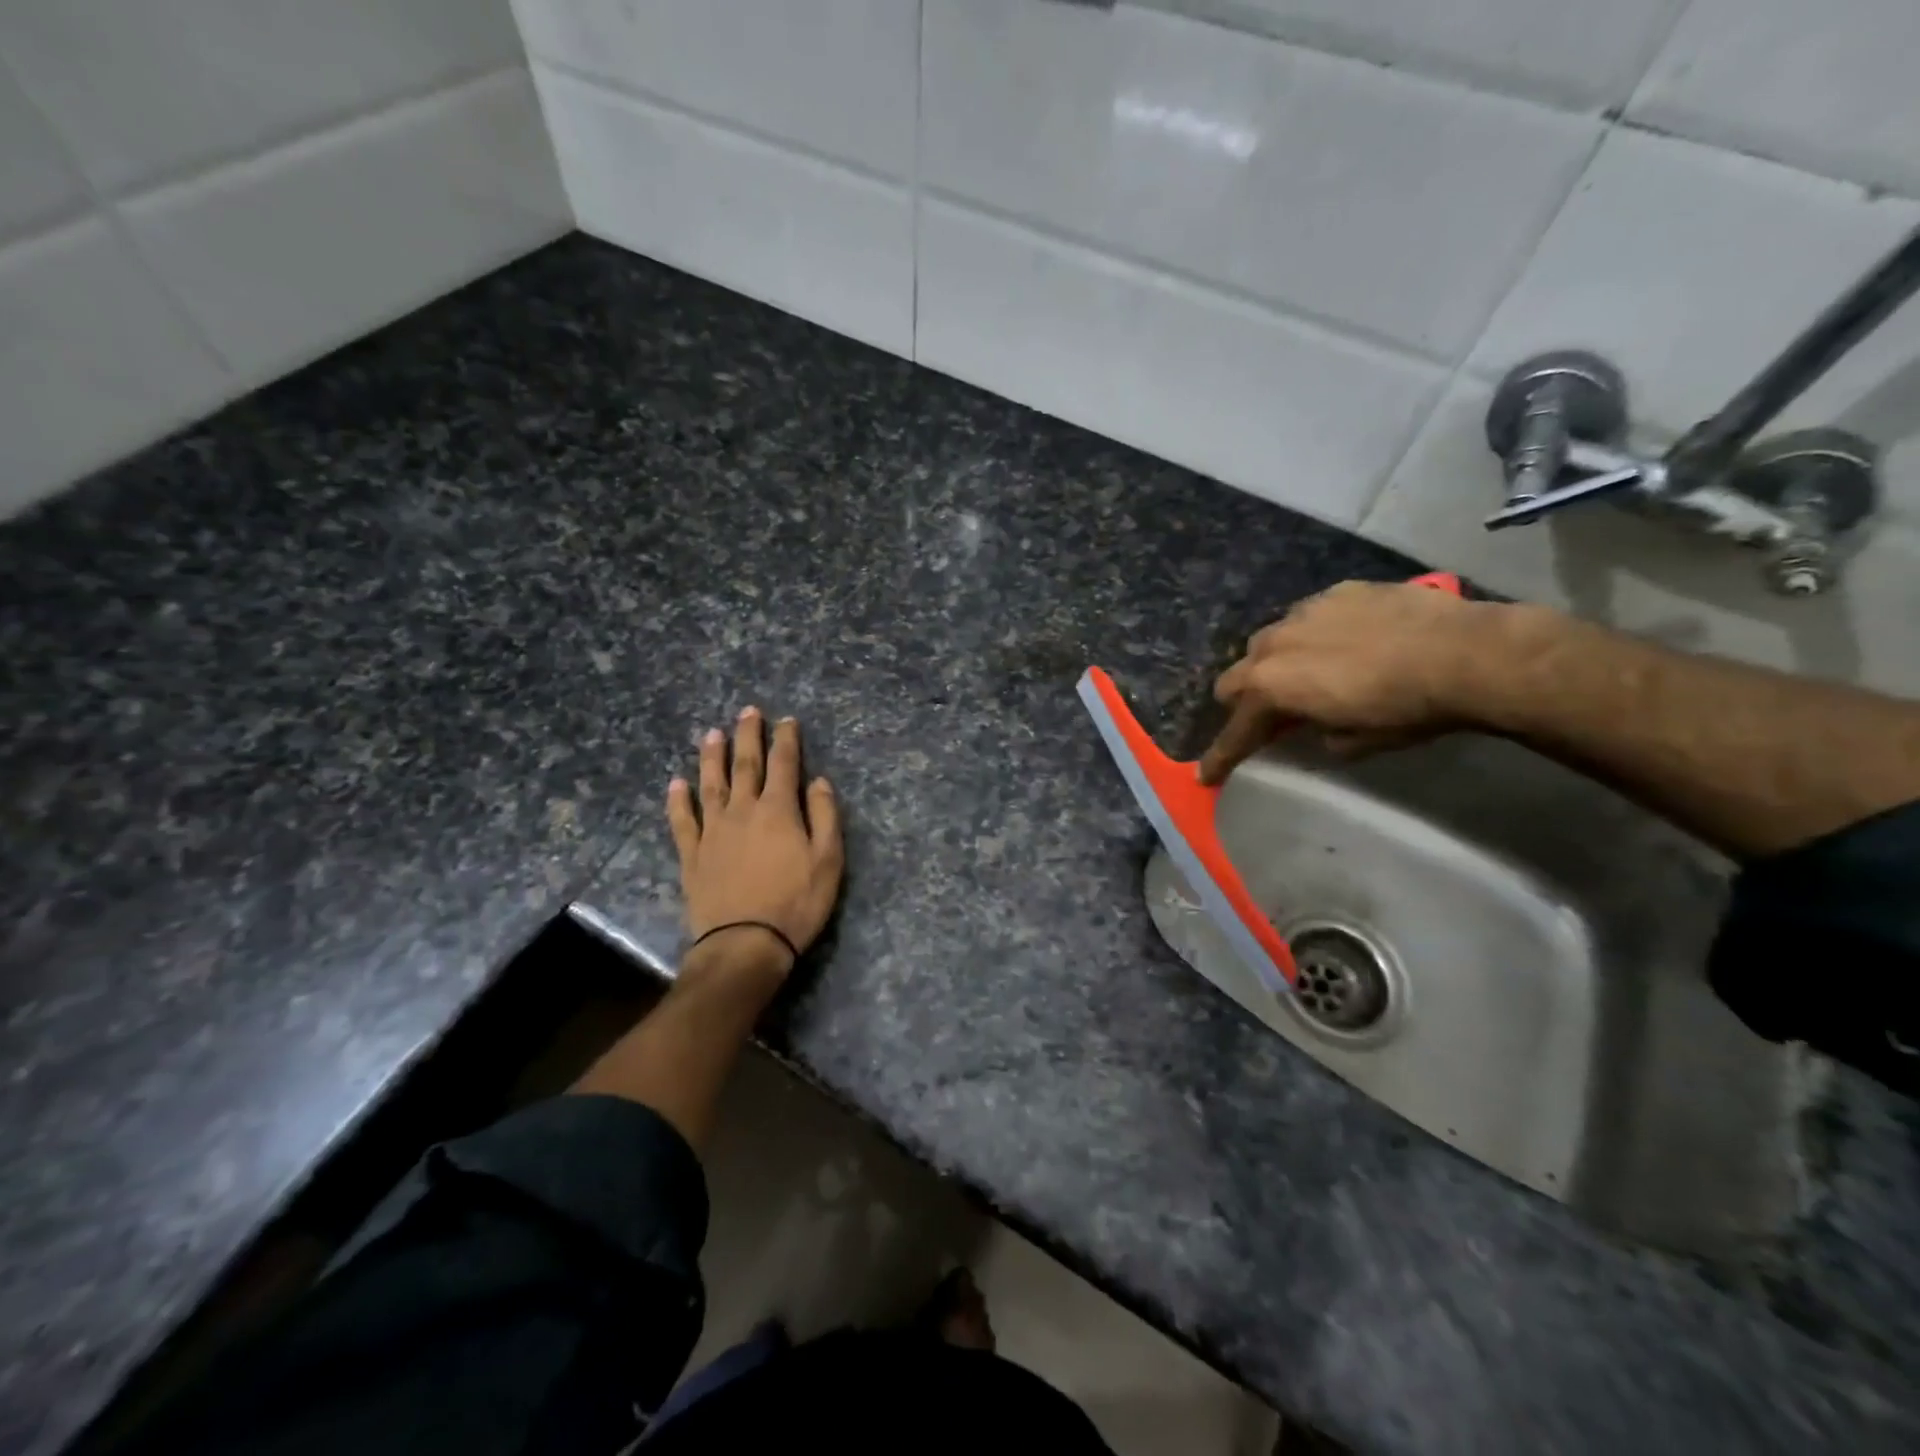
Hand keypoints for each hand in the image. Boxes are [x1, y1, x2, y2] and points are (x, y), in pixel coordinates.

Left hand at [668, 707, 843, 971]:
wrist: (745, 944)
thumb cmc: (796, 903)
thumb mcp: (828, 861)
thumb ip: (825, 816)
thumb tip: (819, 781)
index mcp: (778, 811)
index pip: (784, 764)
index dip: (786, 740)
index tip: (787, 720)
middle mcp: (743, 811)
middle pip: (745, 765)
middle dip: (748, 736)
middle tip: (748, 711)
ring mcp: (713, 831)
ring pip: (710, 784)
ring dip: (712, 757)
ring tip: (711, 733)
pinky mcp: (692, 855)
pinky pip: (682, 821)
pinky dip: (678, 801)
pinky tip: (675, 784)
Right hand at [1199, 580, 1508, 783]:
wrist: (1465, 653)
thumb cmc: (1404, 710)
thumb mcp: (1354, 742)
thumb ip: (1319, 734)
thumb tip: (1317, 726)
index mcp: (1270, 688)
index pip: (1235, 731)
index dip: (1221, 757)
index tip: (1207, 775)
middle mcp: (1273, 646)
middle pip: (1234, 677)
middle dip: (1244, 701)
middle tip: (1271, 717)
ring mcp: (1303, 612)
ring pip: (1267, 641)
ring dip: (1276, 663)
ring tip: (1310, 673)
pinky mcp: (1337, 592)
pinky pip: (1307, 617)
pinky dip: (1314, 636)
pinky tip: (1348, 643)